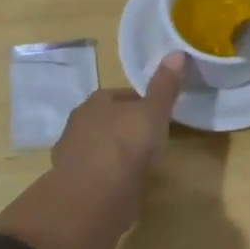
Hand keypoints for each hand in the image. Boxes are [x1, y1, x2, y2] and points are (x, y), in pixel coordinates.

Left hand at [50, 52, 186, 228]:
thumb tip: (176, 52)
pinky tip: (124, 186)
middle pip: (108, 120)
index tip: (158, 115)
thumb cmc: (127, 145)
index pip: (121, 96)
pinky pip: (96, 173)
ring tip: (139, 165)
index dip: (141, 104)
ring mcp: (72, 155)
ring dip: (116, 153)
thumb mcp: (154, 112)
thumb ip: (164, 86)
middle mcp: (79, 124)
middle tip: (150, 139)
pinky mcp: (72, 185)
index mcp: (97, 102)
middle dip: (126, 127)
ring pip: (100, 147)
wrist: (94, 196)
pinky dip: (108, 177)